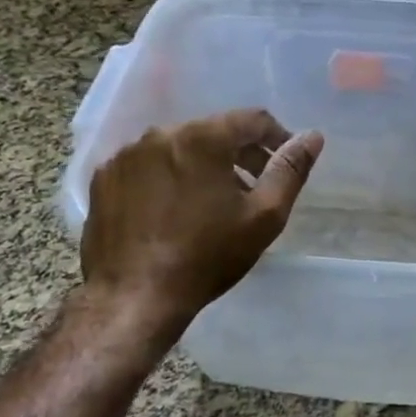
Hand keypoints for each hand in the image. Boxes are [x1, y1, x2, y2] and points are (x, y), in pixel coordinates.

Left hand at [79, 110, 323, 330]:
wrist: (134, 297)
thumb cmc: (207, 256)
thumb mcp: (264, 216)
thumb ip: (290, 170)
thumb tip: (312, 137)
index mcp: (203, 138)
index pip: (252, 120)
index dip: (277, 137)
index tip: (285, 163)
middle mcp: (161, 134)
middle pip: (213, 131)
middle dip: (240, 154)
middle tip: (254, 188)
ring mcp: (126, 155)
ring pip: (178, 147)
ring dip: (202, 165)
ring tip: (213, 203)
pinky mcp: (104, 178)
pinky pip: (147, 166)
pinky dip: (167, 178)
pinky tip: (172, 210)